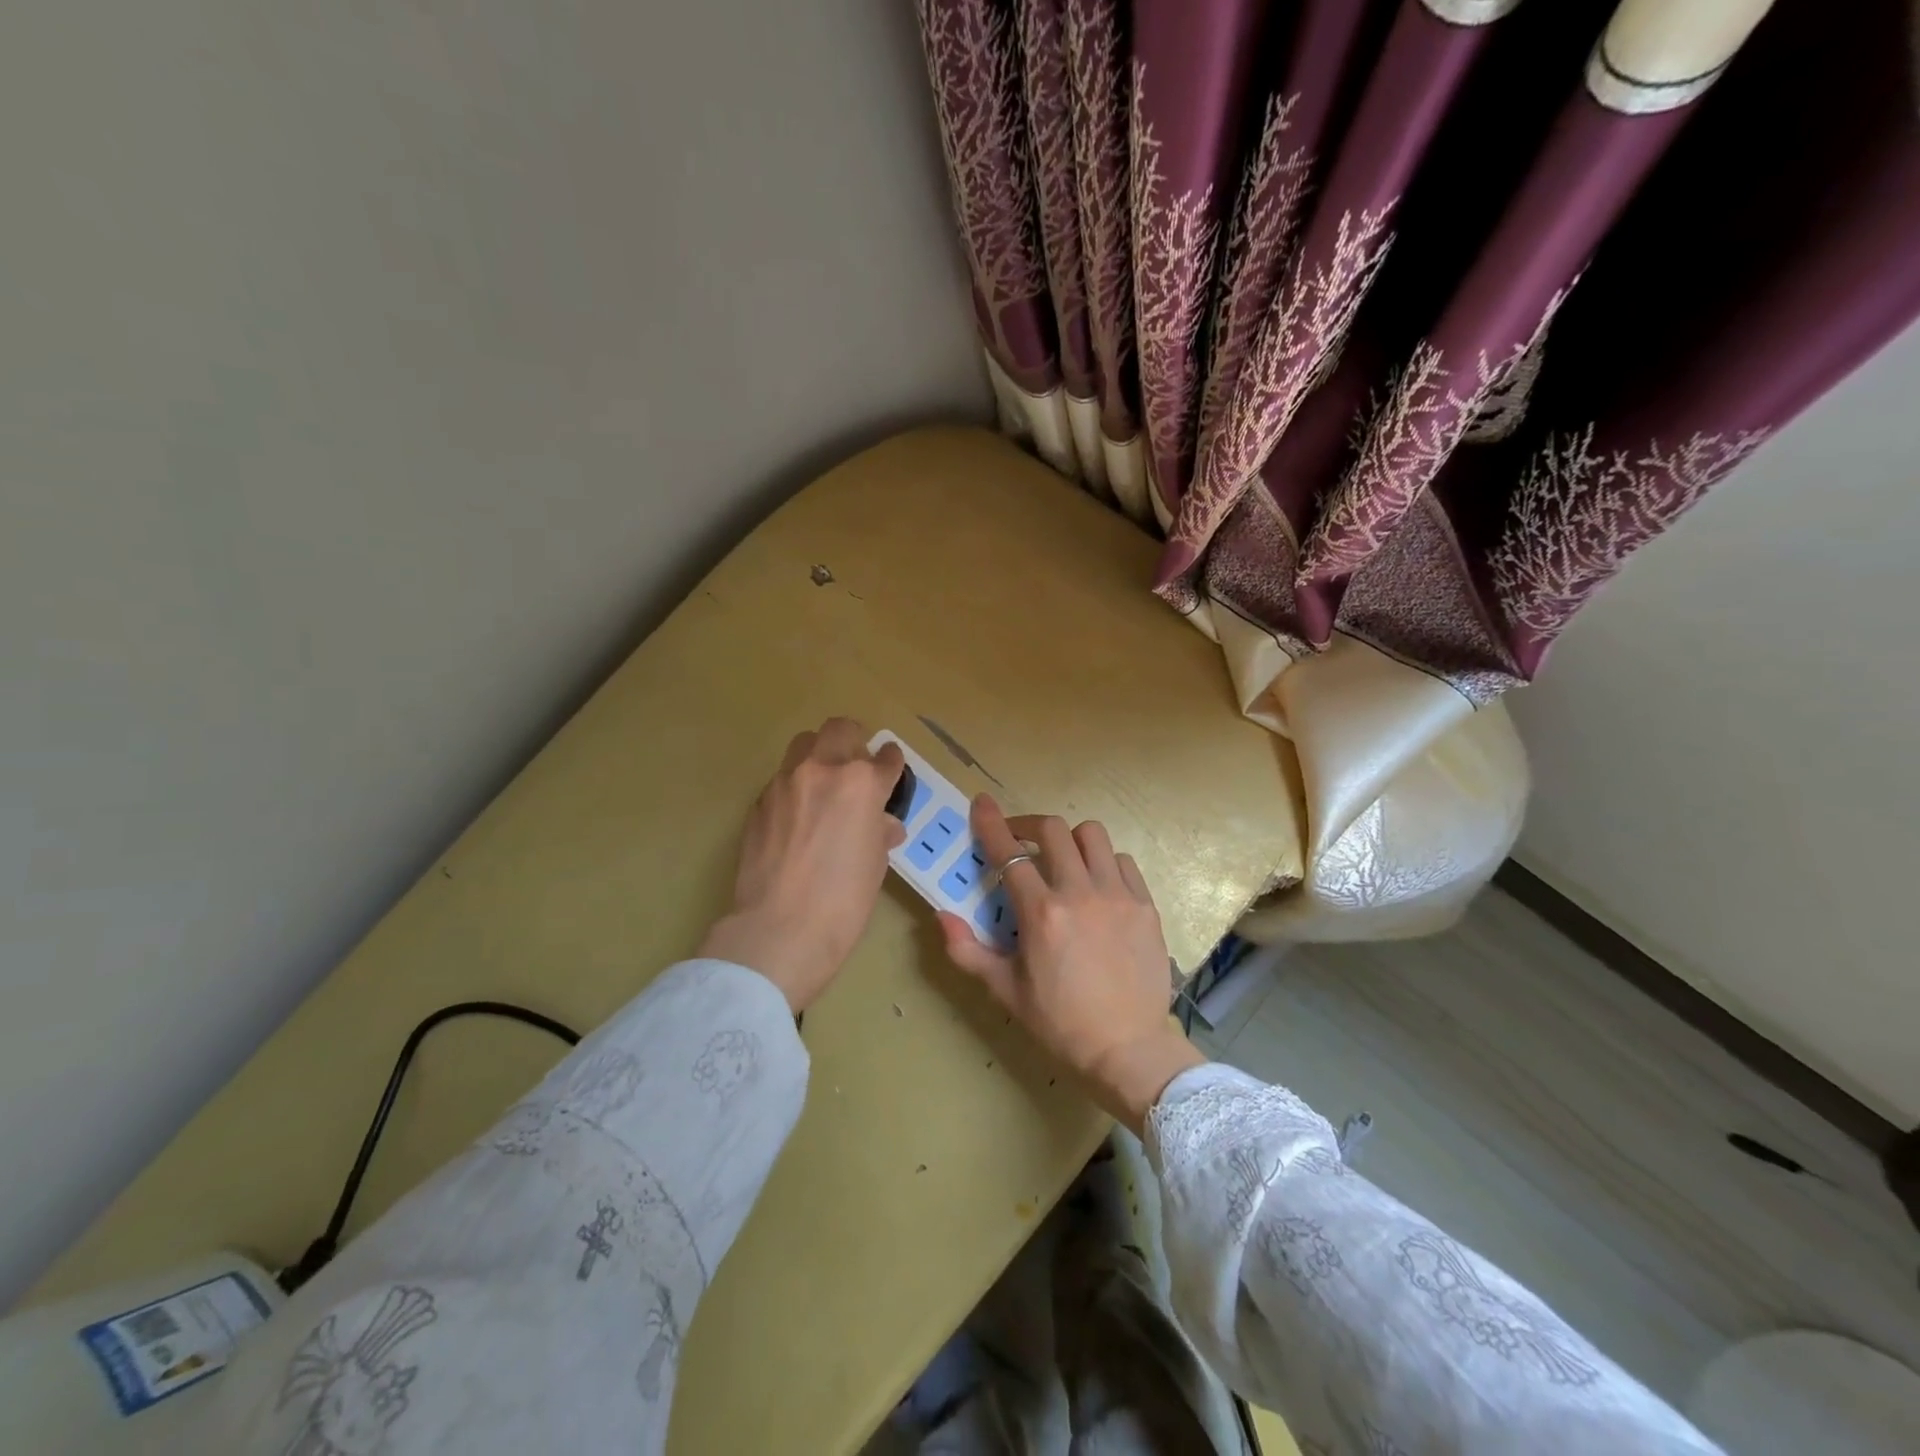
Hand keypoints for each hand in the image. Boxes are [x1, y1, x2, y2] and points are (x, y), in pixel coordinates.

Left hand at [700, 718, 906, 1012]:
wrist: (781, 927)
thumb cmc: (844, 900)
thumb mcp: (876, 863)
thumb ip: (879, 831)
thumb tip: (882, 824)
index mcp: (862, 783)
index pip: (886, 758)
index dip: (892, 764)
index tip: (891, 770)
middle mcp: (822, 770)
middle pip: (840, 730)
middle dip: (854, 741)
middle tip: (857, 767)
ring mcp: (785, 782)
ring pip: (804, 744)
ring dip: (820, 755)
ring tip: (823, 784)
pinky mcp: (759, 801)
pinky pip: (782, 779)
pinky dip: (795, 787)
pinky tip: (797, 816)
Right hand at [937, 795, 1204, 1133]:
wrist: (1129, 1048)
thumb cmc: (1061, 1022)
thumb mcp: (1005, 991)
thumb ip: (968, 950)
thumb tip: (942, 916)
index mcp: (1041, 913)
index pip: (1009, 853)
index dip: (991, 823)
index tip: (982, 803)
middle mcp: (1080, 893)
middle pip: (1053, 829)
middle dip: (1028, 825)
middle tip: (1020, 841)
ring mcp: (1118, 895)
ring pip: (1092, 835)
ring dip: (1070, 839)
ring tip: (1063, 860)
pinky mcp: (1145, 904)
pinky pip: (1123, 861)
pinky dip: (1104, 862)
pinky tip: (1097, 884)